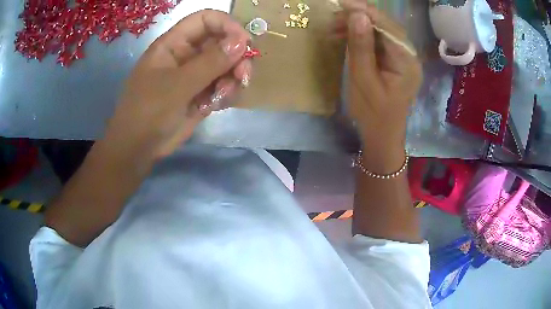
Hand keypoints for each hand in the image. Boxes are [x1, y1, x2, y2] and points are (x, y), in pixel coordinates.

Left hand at [100, 10, 251, 167]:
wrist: (138, 148)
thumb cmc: (148, 112)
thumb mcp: (177, 85)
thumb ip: (210, 62)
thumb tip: (242, 41)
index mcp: (174, 44)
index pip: (205, 20)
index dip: (227, 25)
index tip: (244, 43)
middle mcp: (186, 55)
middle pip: (221, 42)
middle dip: (236, 57)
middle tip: (243, 75)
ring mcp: (194, 75)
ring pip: (226, 65)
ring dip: (233, 77)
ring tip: (225, 94)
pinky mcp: (200, 93)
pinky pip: (222, 85)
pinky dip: (226, 93)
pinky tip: (218, 104)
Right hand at [337, 1, 421, 168]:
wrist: (382, 136)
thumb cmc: (373, 114)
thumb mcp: (364, 79)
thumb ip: (362, 46)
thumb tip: (357, 15)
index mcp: (406, 61)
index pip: (388, 26)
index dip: (365, 11)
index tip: (341, 4)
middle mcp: (408, 55)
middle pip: (385, 26)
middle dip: (359, 18)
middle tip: (333, 18)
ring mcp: (402, 58)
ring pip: (380, 32)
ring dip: (357, 26)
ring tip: (333, 28)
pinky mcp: (393, 61)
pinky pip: (378, 42)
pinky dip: (361, 37)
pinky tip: (344, 36)